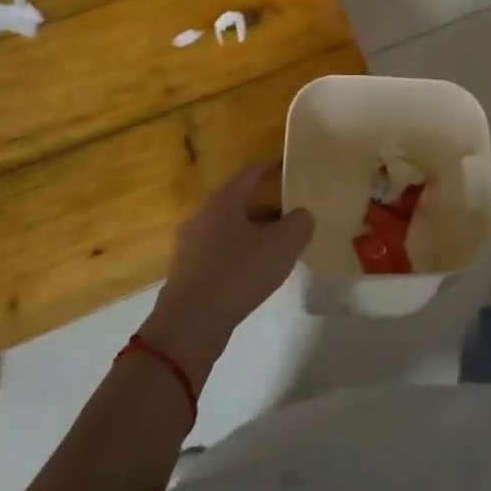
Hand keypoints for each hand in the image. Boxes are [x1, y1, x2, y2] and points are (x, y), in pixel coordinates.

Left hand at [141, 163, 313, 391]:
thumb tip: (301, 215)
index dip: (271, 167)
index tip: (289, 166)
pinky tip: (257, 271)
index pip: (250, 173)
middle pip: (240, 201)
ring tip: (280, 244)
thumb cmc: (238, 273)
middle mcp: (203, 216)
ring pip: (231, 229)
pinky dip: (242, 254)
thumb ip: (300, 223)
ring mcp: (192, 246)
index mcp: (223, 201)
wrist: (190, 325)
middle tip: (294, 211)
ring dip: (255, 232)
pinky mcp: (189, 272)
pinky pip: (222, 253)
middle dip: (268, 204)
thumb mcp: (282, 245)